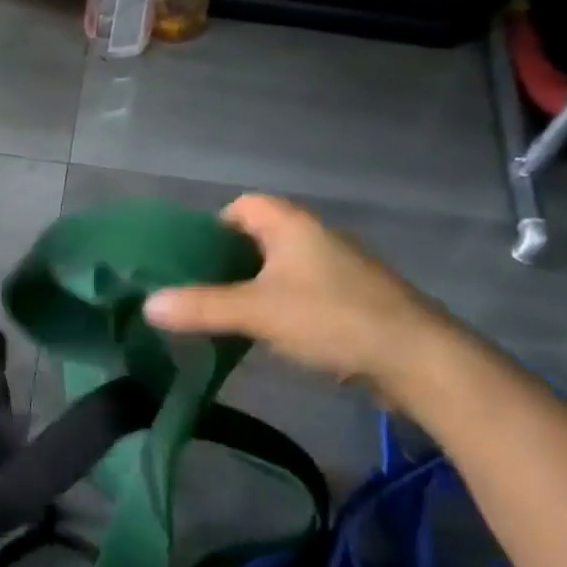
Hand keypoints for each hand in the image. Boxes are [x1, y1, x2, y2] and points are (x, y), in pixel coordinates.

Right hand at [144, 195, 445, 387]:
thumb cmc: (332, 318)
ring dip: (252, 286)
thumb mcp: (256, 312)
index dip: (212, 226)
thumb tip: (147, 305)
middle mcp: (315, 238)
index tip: (188, 259)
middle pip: (259, 237)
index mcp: (292, 226)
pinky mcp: (352, 301)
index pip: (243, 206)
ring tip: (222, 314)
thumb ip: (200, 307)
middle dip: (226, 261)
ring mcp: (337, 270)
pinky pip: (301, 292)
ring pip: (280, 267)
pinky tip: (266, 335)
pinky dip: (278, 306)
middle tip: (196, 289)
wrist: (419, 360)